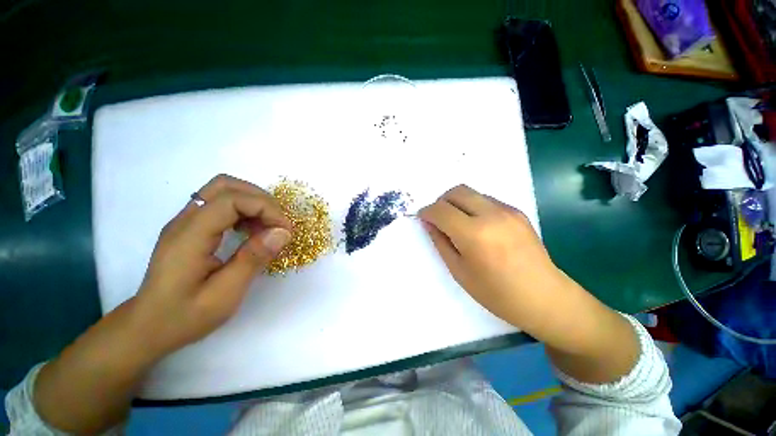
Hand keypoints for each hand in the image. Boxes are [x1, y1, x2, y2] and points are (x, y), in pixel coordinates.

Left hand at [132, 174, 292, 355]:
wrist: (148, 328)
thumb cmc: (184, 317)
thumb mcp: (224, 295)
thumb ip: (253, 259)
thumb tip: (283, 232)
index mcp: (189, 236)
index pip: (231, 200)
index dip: (265, 208)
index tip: (285, 230)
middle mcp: (185, 220)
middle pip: (226, 185)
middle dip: (260, 199)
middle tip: (277, 224)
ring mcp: (186, 222)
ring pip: (223, 190)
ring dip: (253, 203)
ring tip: (267, 228)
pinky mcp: (191, 228)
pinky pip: (221, 205)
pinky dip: (244, 211)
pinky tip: (251, 232)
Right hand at [418, 185, 562, 328]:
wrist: (544, 297)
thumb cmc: (497, 293)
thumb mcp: (459, 271)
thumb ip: (441, 242)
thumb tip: (429, 224)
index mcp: (474, 234)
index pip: (441, 210)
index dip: (427, 212)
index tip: (423, 218)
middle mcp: (491, 215)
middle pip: (457, 191)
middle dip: (441, 201)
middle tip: (438, 218)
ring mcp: (507, 210)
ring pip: (472, 193)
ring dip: (458, 203)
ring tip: (458, 223)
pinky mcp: (517, 211)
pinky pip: (486, 200)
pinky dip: (473, 206)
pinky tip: (478, 226)